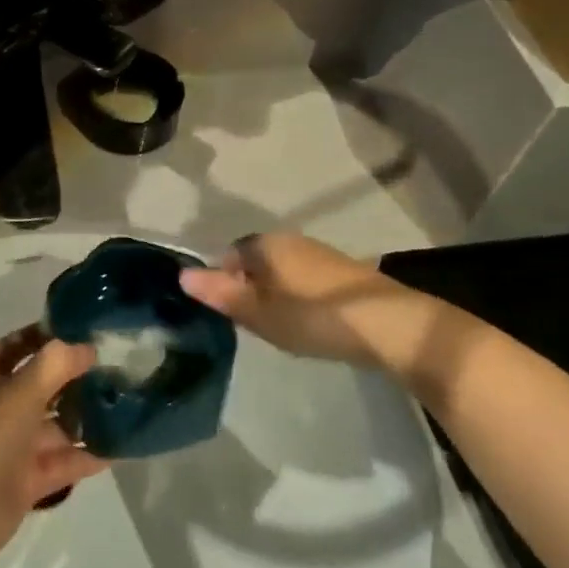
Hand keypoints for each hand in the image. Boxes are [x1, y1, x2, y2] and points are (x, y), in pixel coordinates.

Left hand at [0, 326, 107, 567]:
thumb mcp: (17, 394)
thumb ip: (54, 366)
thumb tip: (88, 347)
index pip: (17, 346)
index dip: (45, 334)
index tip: (82, 328)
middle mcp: (1, 408)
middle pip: (42, 385)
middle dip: (74, 375)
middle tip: (116, 364)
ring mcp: (14, 447)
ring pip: (55, 424)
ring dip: (85, 415)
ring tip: (126, 401)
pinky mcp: (27, 481)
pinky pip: (63, 461)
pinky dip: (88, 455)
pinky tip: (120, 446)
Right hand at [179, 232, 396, 363]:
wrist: (386, 323)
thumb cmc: (313, 316)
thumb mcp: (260, 313)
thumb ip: (221, 294)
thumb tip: (182, 276)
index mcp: (264, 244)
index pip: (228, 255)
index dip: (223, 283)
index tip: (231, 314)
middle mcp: (288, 239)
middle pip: (255, 261)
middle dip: (249, 288)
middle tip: (254, 325)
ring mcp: (317, 252)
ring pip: (281, 270)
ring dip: (275, 293)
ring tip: (282, 327)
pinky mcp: (341, 269)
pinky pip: (304, 278)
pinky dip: (299, 296)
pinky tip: (310, 322)